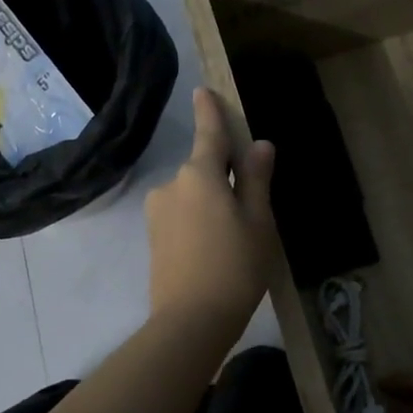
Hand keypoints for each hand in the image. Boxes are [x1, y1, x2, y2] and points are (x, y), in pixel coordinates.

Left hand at [145, 87, 277, 339]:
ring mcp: (158, 212)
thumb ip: (255, 179)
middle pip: (203, 169)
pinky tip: (215, 249)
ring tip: (234, 237)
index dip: (209, 111)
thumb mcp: (258, 221)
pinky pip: (182, 215)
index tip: (203, 90)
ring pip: (192, 195)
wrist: (190, 321)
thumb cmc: (235, 266)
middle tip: (251, 206)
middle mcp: (171, 185)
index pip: (208, 133)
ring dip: (211, 202)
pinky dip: (199, 221)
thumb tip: (258, 145)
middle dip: (223, 175)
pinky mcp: (154, 237)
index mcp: (199, 175)